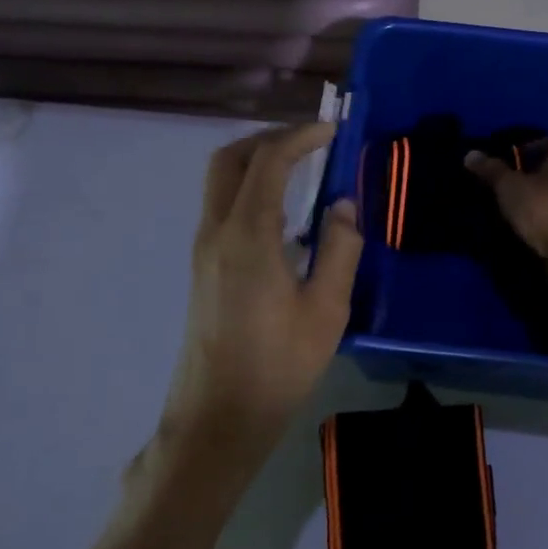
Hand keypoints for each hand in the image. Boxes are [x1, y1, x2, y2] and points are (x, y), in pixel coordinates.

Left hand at [160, 123, 363, 467]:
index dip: (300, 136)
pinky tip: (283, 211)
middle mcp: (217, 231)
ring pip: (220, 181)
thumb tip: (344, 204)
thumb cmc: (278, 365)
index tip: (333, 131)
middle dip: (270, 138)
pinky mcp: (203, 265)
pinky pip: (222, 204)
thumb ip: (340, 248)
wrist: (218, 418)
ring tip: (302, 168)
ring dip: (257, 161)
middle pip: (230, 158)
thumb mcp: (327, 309)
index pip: (269, 161)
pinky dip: (249, 187)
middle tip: (311, 142)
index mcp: (248, 235)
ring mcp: (204, 248)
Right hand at [465, 138, 547, 282]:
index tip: (493, 173)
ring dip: (534, 202)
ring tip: (509, 214)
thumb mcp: (510, 187)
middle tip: (498, 193)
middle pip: (546, 169)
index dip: (512, 157)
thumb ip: (490, 170)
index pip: (535, 144)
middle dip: (524, 180)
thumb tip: (470, 154)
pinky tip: (528, 231)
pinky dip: (546, 220)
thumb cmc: (547, 208)